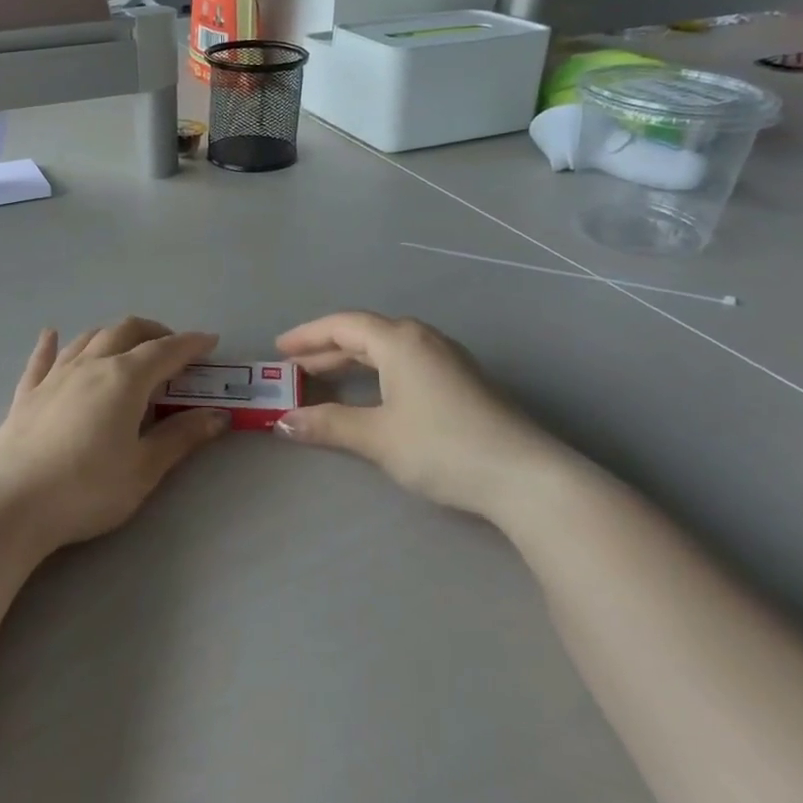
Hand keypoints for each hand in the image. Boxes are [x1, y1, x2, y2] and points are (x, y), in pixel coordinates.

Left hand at [0, 318, 229, 552]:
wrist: (15, 504)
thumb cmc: (88, 489)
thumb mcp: (144, 469)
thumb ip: (181, 437)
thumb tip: (218, 416)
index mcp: (125, 379)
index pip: (166, 351)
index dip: (191, 344)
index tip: (210, 341)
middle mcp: (91, 365)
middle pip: (126, 331)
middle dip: (154, 332)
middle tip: (172, 348)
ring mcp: (55, 376)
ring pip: (88, 338)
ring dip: (113, 335)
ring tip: (127, 346)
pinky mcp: (27, 394)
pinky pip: (42, 359)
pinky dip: (51, 344)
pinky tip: (51, 335)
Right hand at [274, 312, 564, 517]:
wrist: (523, 476)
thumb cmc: (442, 447)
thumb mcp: (377, 437)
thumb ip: (328, 425)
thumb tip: (283, 422)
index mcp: (400, 341)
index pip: (343, 325)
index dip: (307, 335)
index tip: (278, 349)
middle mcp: (423, 339)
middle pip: (365, 334)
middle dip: (326, 350)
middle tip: (294, 368)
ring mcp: (447, 359)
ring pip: (387, 349)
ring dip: (352, 361)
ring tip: (324, 379)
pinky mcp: (462, 381)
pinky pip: (405, 363)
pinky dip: (376, 372)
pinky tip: (371, 393)